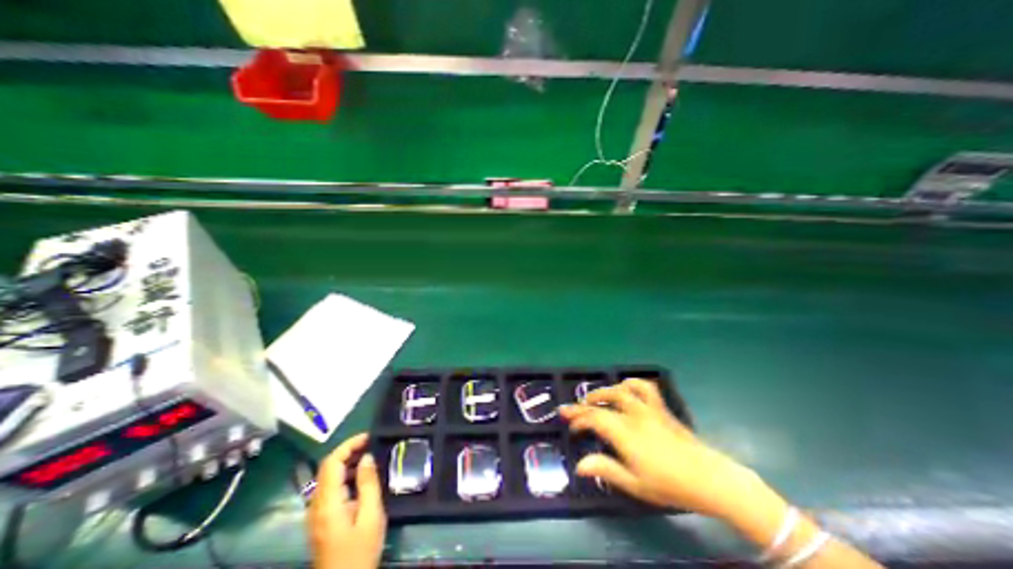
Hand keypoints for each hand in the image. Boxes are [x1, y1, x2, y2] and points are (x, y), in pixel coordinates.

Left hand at [306, 430, 385, 568]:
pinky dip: (345, 475)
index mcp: (327, 503)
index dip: (348, 445)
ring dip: (347, 461)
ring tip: (369, 455)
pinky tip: (361, 476)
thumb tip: (367, 457)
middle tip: (371, 443)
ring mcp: (315, 513)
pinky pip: (330, 488)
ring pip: (327, 477)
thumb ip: (368, 484)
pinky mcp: (320, 518)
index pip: (331, 463)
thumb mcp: (371, 516)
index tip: (368, 436)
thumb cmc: (360, 551)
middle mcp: (316, 505)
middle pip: (327, 467)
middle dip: (348, 450)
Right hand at [557, 378, 764, 520]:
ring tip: (593, 398)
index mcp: (624, 432)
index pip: (593, 418)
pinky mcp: (660, 408)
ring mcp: (648, 408)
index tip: (567, 422)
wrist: (710, 479)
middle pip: (602, 402)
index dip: (577, 418)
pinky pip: (644, 387)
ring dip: (603, 392)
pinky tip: (625, 388)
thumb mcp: (634, 484)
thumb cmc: (670, 485)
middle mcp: (633, 414)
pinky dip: (631, 384)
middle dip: (583, 404)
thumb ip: (605, 470)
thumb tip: (579, 464)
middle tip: (571, 409)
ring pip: (620, 390)